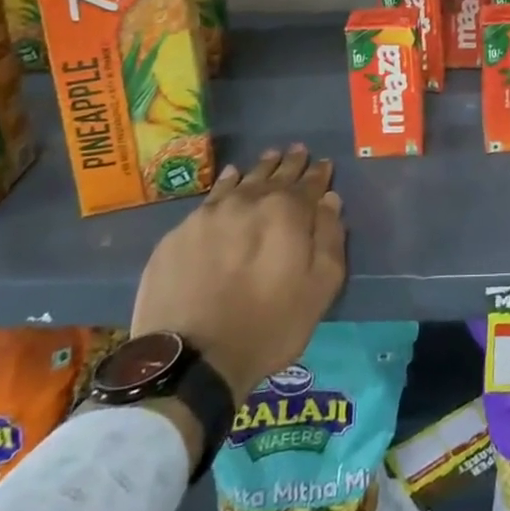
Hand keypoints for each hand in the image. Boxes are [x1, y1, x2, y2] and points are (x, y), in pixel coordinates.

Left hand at [132, 145, 346, 402]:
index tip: (324, 164)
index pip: (310, 183)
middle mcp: (249, 201)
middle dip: (290, 164)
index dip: (319, 174)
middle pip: (275, 175)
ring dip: (259, 169)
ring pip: (241, 180)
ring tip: (268, 159)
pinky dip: (226, 185)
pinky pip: (211, 197)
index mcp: (287, 212)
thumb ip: (330, 238)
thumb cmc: (268, 326)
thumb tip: (330, 200)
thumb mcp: (319, 288)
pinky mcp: (179, 233)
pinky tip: (230, 180)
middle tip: (297, 151)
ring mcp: (210, 214)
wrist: (190, 360)